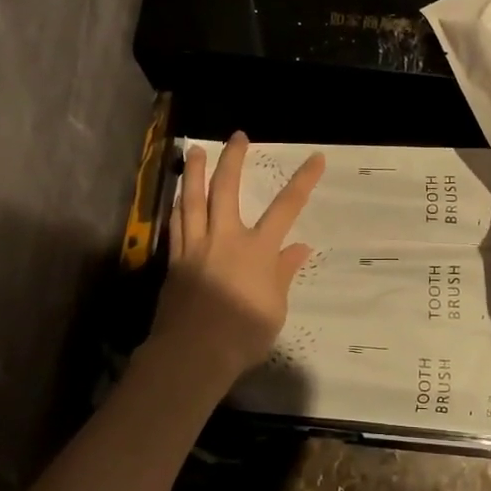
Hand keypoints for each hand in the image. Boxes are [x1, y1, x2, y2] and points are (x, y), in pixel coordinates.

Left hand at [149, 132, 325, 390]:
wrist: (193, 353)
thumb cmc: (243, 334)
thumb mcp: (275, 307)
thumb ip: (283, 273)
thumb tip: (300, 247)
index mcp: (257, 250)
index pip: (286, 208)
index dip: (302, 181)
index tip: (315, 158)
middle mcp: (225, 239)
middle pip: (226, 190)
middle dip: (233, 160)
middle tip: (237, 137)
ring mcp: (196, 247)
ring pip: (192, 200)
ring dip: (194, 173)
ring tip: (194, 151)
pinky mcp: (175, 261)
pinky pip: (176, 225)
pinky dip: (177, 206)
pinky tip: (177, 196)